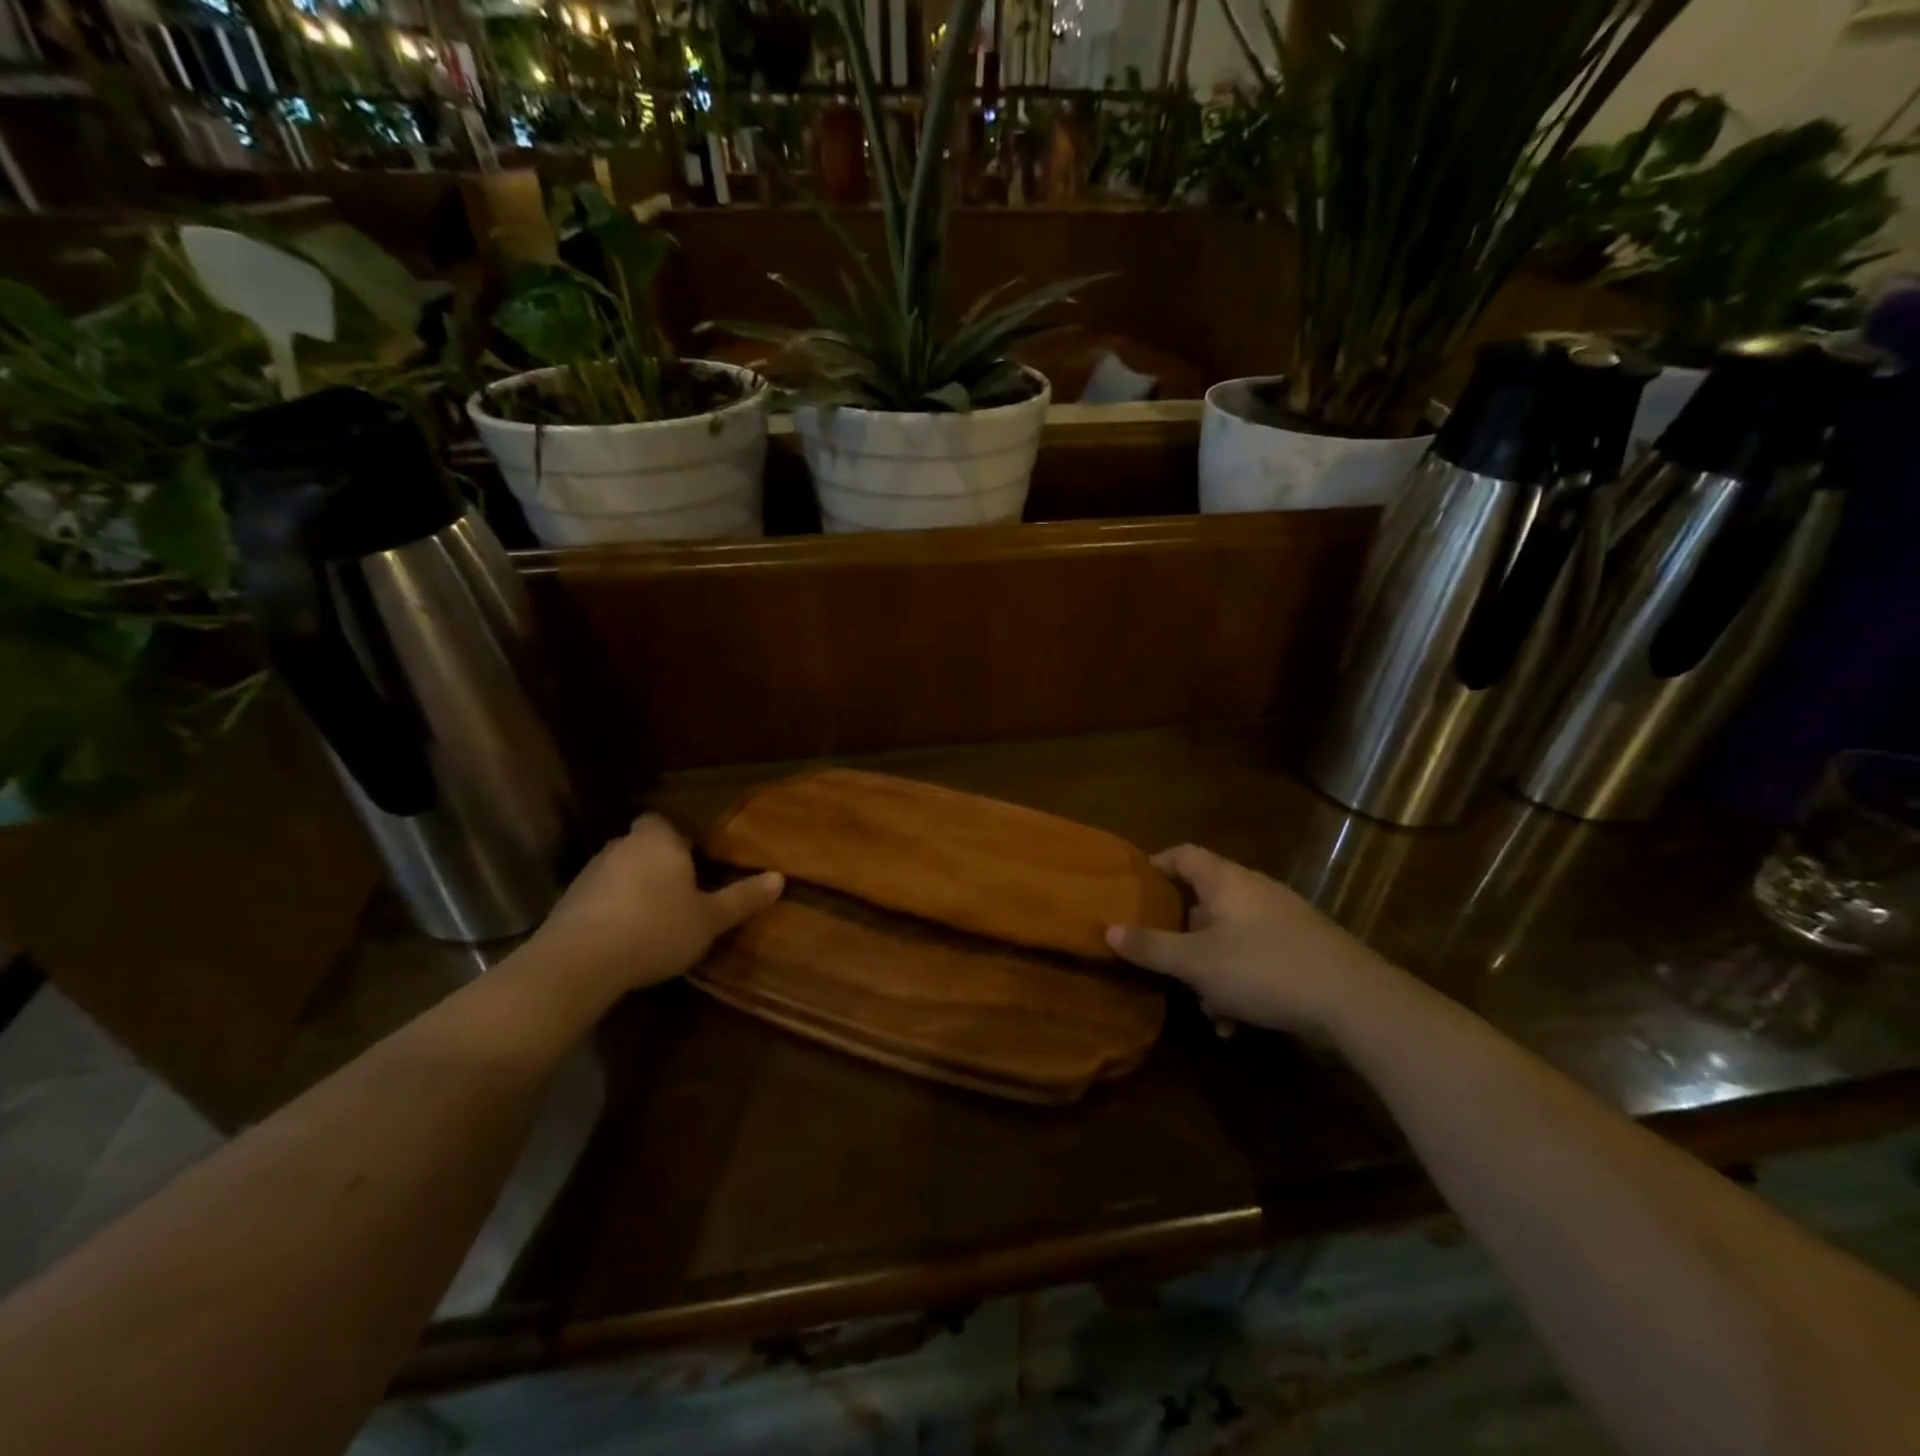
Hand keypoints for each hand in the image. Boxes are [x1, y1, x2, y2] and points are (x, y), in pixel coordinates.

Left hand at [520, 813, 782, 1006]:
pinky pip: (598, 898)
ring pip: (618, 871)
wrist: (580, 961)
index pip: (664, 823)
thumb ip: (742, 898)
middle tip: (679, 893)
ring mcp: (589, 873)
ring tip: (652, 919)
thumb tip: (780, 877)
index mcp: (658, 840)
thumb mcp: (710, 919)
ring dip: (632, 888)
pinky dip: (610, 910)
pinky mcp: (567, 903)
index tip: (693, 863)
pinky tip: (623, 937)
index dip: (677, 840)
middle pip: (642, 846)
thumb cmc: (656, 928)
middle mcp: (621, 846)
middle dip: (656, 864)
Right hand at [1107, 844, 1399, 1035]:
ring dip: (1211, 970)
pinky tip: (1236, 1023)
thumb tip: (1107, 929)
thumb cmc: (1262, 968)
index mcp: (1226, 881)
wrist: (1354, 1000)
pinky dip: (1240, 983)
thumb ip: (1150, 947)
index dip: (1155, 865)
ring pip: (1229, 937)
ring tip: (1204, 1007)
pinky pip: (1257, 958)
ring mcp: (1283, 920)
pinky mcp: (1303, 949)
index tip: (1132, 887)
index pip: (1183, 854)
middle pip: (1204, 900)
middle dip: (1181, 934)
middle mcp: (1254, 891)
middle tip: (1160, 956)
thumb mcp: (1196, 963)